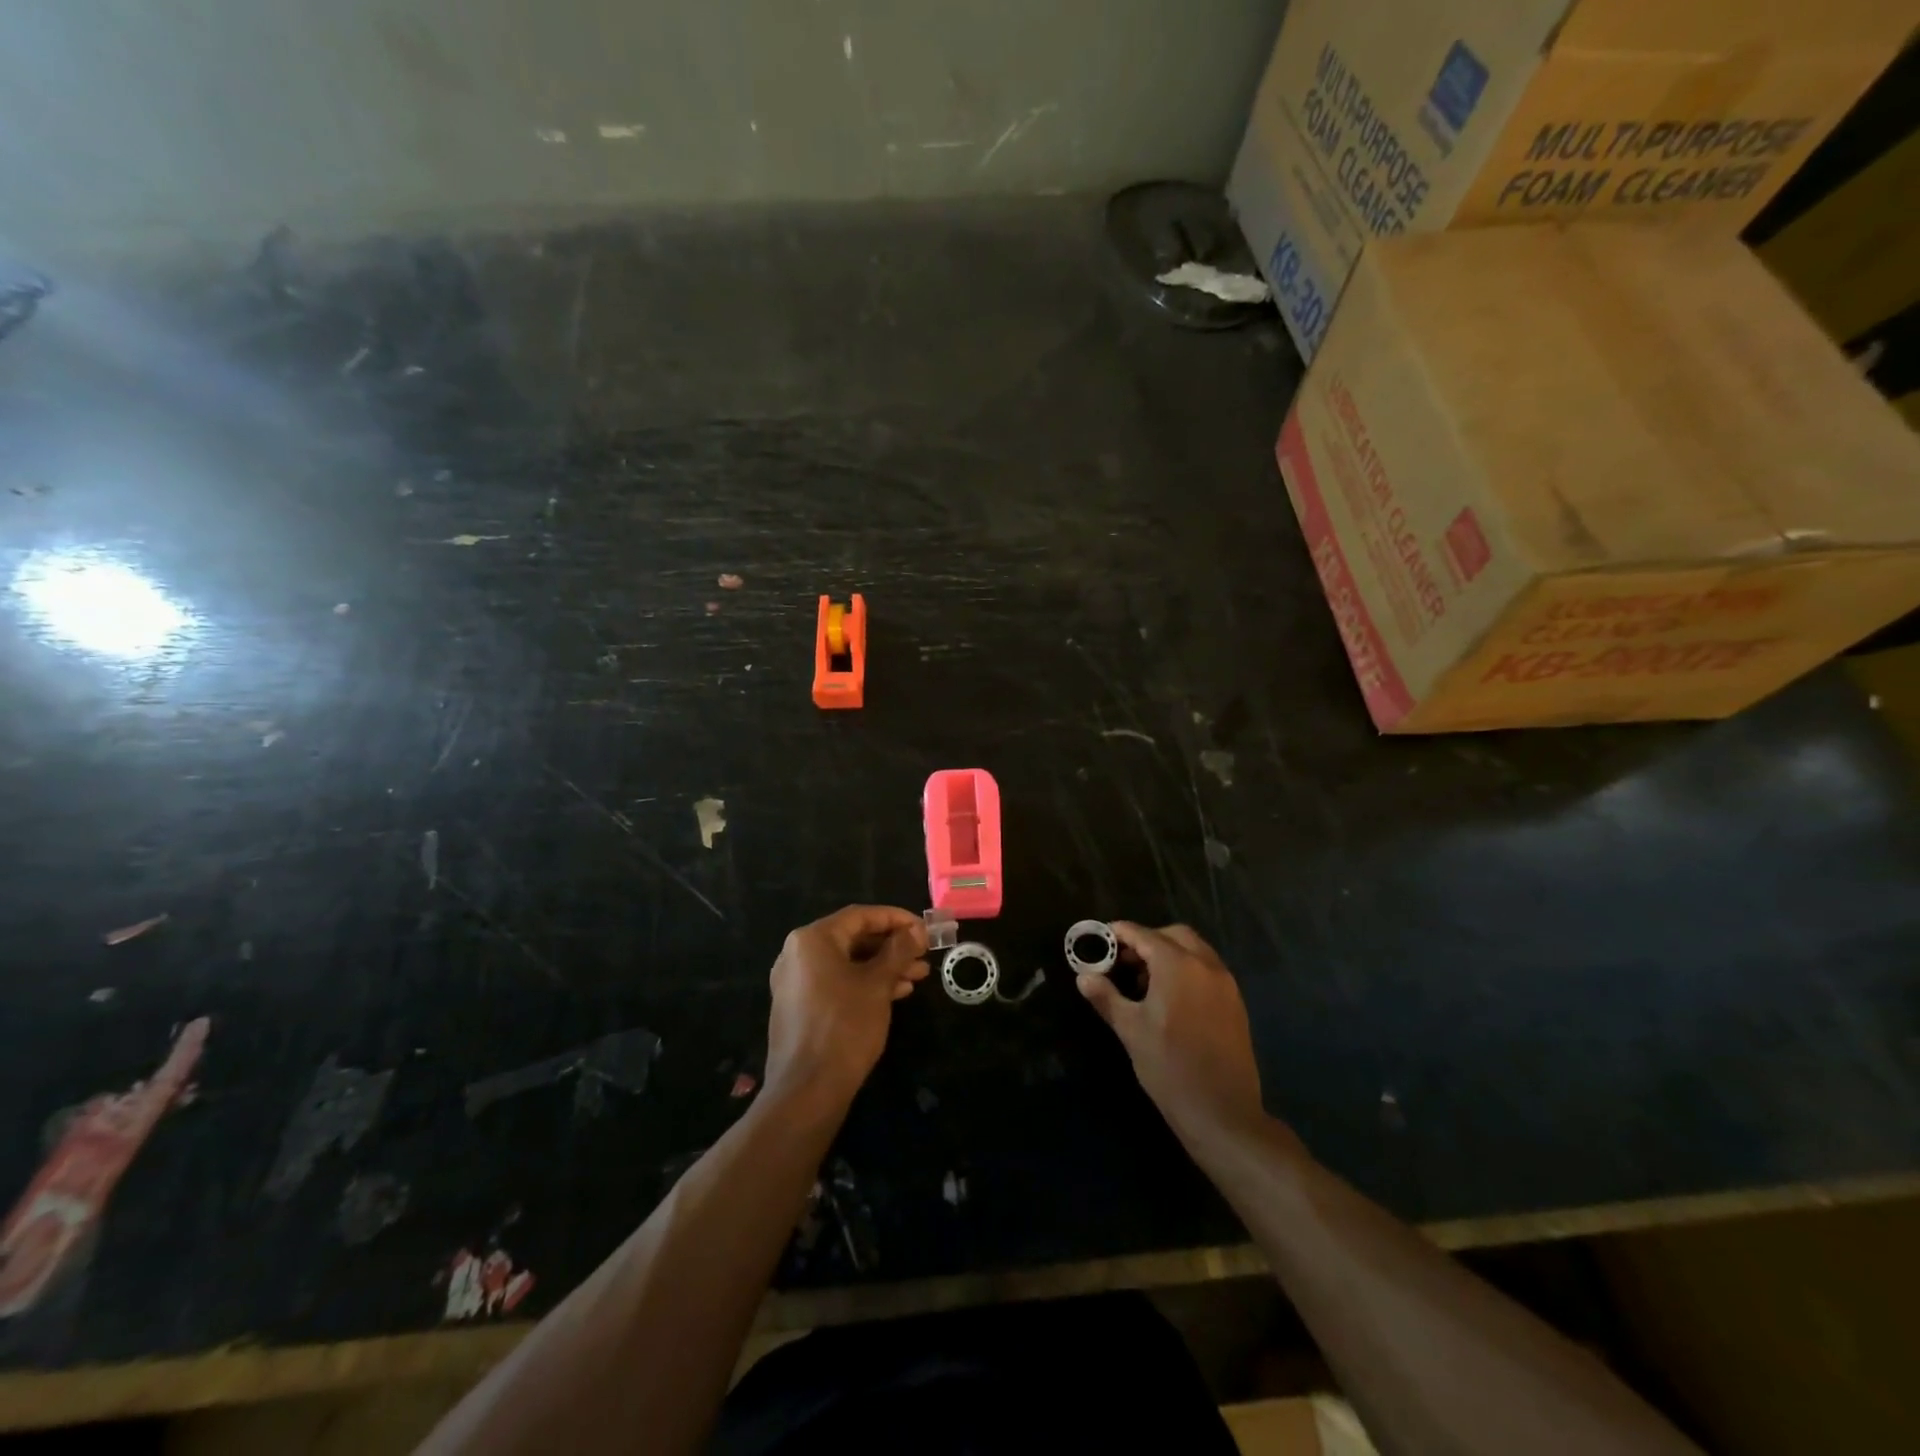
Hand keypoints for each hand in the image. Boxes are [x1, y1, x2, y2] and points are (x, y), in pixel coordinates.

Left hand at [764, 905, 929, 1113]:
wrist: (806, 1091)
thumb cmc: (845, 1027)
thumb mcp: (878, 984)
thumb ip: (898, 950)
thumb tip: (916, 930)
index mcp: (812, 939)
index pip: (861, 916)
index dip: (896, 919)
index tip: (924, 929)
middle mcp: (798, 953)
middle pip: (853, 938)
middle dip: (892, 946)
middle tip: (924, 954)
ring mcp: (795, 982)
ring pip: (847, 963)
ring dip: (883, 966)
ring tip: (917, 976)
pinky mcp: (799, 1006)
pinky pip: (837, 982)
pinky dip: (865, 983)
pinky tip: (895, 993)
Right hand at [1077, 922, 1267, 1146]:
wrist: (1222, 1112)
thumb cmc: (1169, 1067)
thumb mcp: (1130, 1030)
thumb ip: (1106, 997)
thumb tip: (1084, 977)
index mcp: (1178, 965)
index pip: (1143, 935)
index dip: (1120, 933)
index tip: (1101, 939)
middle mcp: (1205, 965)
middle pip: (1173, 935)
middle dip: (1147, 940)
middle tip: (1124, 961)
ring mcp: (1226, 983)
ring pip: (1194, 950)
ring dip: (1169, 954)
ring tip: (1144, 983)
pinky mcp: (1236, 1003)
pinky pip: (1208, 970)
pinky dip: (1187, 970)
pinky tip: (1170, 999)